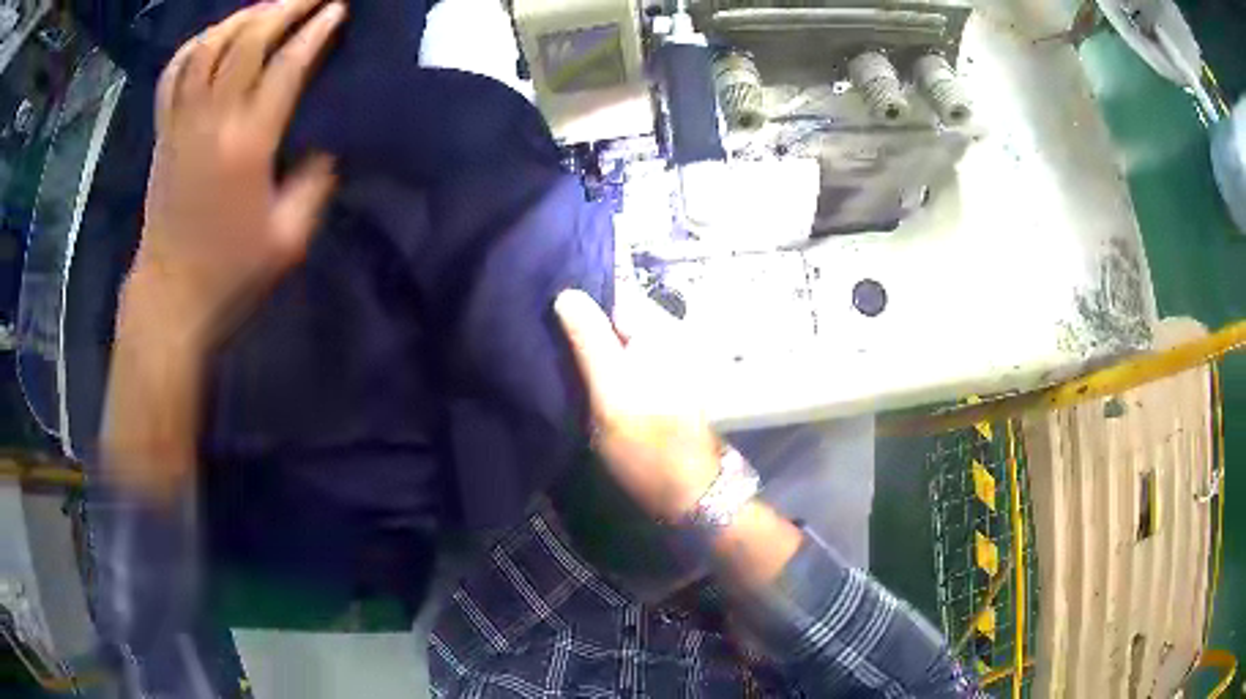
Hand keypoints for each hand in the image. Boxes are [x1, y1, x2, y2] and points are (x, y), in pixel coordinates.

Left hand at [122, 0, 345, 351]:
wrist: (171, 298)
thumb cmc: (230, 274)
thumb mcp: (290, 240)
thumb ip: (314, 184)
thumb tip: (323, 146)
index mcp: (247, 145)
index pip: (287, 66)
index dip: (316, 31)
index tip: (338, 9)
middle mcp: (211, 121)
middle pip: (247, 40)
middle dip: (285, 6)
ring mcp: (181, 123)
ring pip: (208, 46)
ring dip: (242, 16)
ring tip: (268, 7)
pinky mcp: (163, 133)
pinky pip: (174, 72)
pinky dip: (196, 44)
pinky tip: (214, 35)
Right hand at [554, 289, 719, 520]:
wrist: (687, 494)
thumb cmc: (648, 444)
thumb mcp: (612, 392)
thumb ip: (590, 341)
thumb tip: (566, 293)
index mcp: (656, 332)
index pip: (609, 297)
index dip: (576, 304)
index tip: (542, 317)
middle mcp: (662, 340)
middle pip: (610, 321)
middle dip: (579, 329)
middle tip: (541, 343)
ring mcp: (660, 366)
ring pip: (612, 345)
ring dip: (585, 352)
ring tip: (552, 362)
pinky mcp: (654, 390)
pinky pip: (619, 367)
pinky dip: (598, 371)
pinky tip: (577, 384)